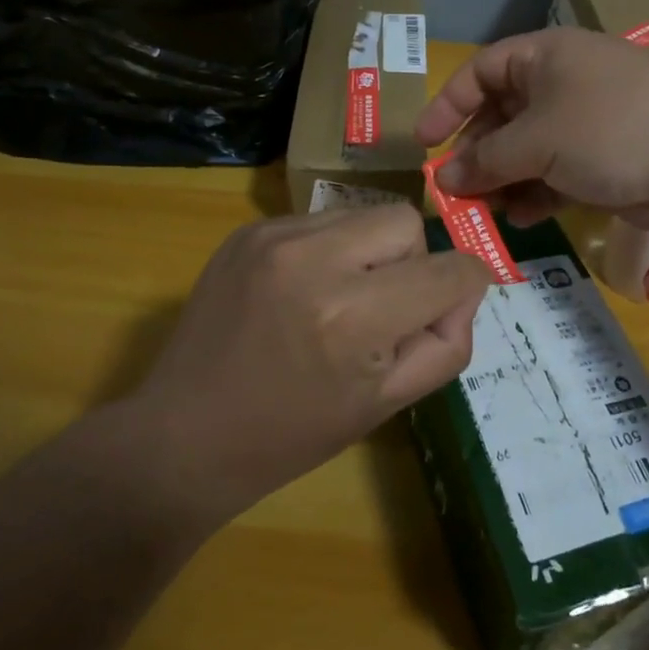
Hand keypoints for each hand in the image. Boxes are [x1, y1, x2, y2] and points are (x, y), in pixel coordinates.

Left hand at [131, 206, 490, 524]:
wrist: (183, 435)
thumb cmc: (291, 435)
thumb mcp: (385, 405)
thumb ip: (445, 345)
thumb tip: (463, 293)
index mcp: (352, 316)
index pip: (450, 271)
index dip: (465, 289)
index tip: (446, 311)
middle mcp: (314, 259)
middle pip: (406, 221)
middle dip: (412, 262)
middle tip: (382, 310)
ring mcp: (274, 237)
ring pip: (363, 214)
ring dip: (368, 253)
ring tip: (337, 300)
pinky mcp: (249, 231)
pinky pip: (320, 221)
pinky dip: (329, 251)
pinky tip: (301, 292)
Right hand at [415, 27, 648, 232]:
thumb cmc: (610, 128)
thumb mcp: (538, 139)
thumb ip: (487, 160)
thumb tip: (445, 179)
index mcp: (546, 57)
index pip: (482, 71)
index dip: (448, 104)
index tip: (423, 142)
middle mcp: (564, 83)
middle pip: (503, 115)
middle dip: (477, 153)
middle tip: (455, 189)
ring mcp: (587, 123)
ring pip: (528, 150)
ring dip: (503, 180)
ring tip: (484, 211)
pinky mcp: (606, 161)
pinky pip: (556, 174)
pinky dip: (536, 194)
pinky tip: (521, 218)